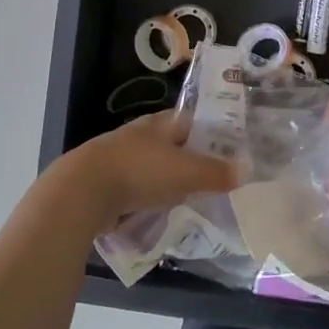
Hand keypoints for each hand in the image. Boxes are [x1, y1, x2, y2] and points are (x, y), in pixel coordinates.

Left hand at [45, 112, 237, 230]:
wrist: (82, 192)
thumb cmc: (140, 172)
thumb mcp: (186, 172)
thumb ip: (216, 172)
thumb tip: (246, 170)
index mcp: (161, 122)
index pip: (194, 119)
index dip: (214, 130)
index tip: (234, 146)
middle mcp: (141, 134)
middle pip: (175, 143)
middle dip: (194, 157)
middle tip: (220, 176)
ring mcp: (122, 158)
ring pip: (156, 166)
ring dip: (172, 179)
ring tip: (196, 195)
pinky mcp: (108, 183)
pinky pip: (140, 188)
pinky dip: (153, 196)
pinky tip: (163, 210)